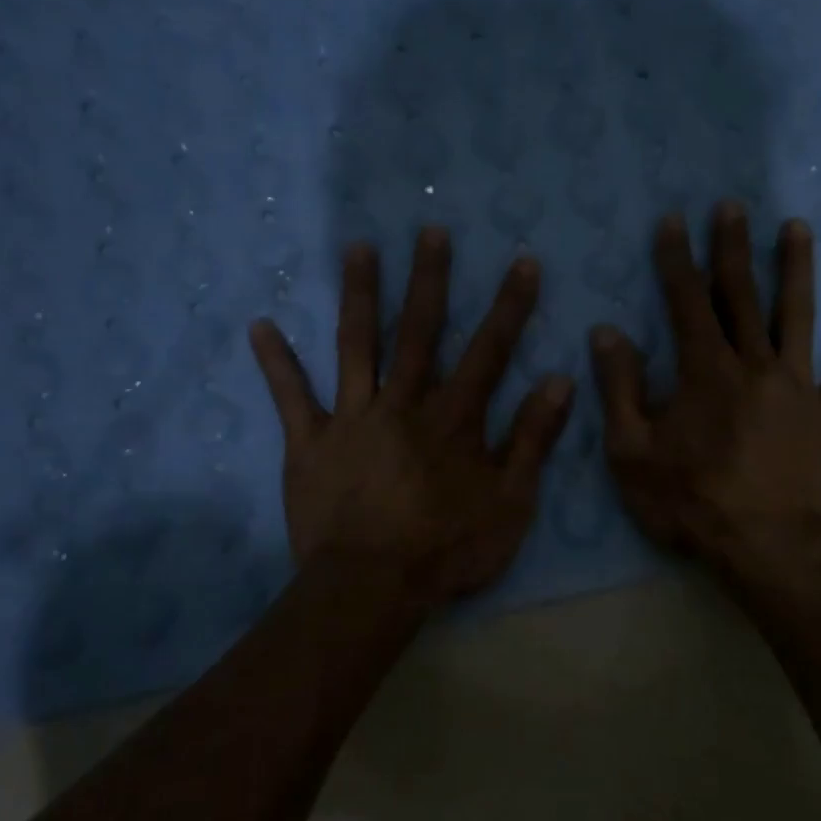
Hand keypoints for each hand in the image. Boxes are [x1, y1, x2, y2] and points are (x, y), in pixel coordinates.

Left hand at [250, 227, 574, 608]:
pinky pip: (291, 397)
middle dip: (429, 280)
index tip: (521, 261)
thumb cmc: (446, 550)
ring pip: (357, 346)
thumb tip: (559, 381)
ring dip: (360, 295)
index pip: (488, 351)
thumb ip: (532, 440)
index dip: (509, 306)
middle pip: (419, 332)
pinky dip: (276, 363)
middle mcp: (403, 404)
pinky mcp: (310, 442)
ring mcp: (352, 418)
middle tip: (430, 230)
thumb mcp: (509, 503)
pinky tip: (260, 325)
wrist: (370, 590)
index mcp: (453, 419)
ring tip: (359, 247)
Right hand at [589, 203, 820, 571]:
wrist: (767, 547)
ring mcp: (800, 387)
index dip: (677, 259)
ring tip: (797, 228)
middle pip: (743, 295)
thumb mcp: (632, 452)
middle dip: (733, 247)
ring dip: (796, 270)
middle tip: (732, 206)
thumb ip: (620, 389)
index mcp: (704, 371)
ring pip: (798, 317)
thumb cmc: (691, 501)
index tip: (673, 220)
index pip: (687, 301)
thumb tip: (606, 333)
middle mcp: (754, 365)